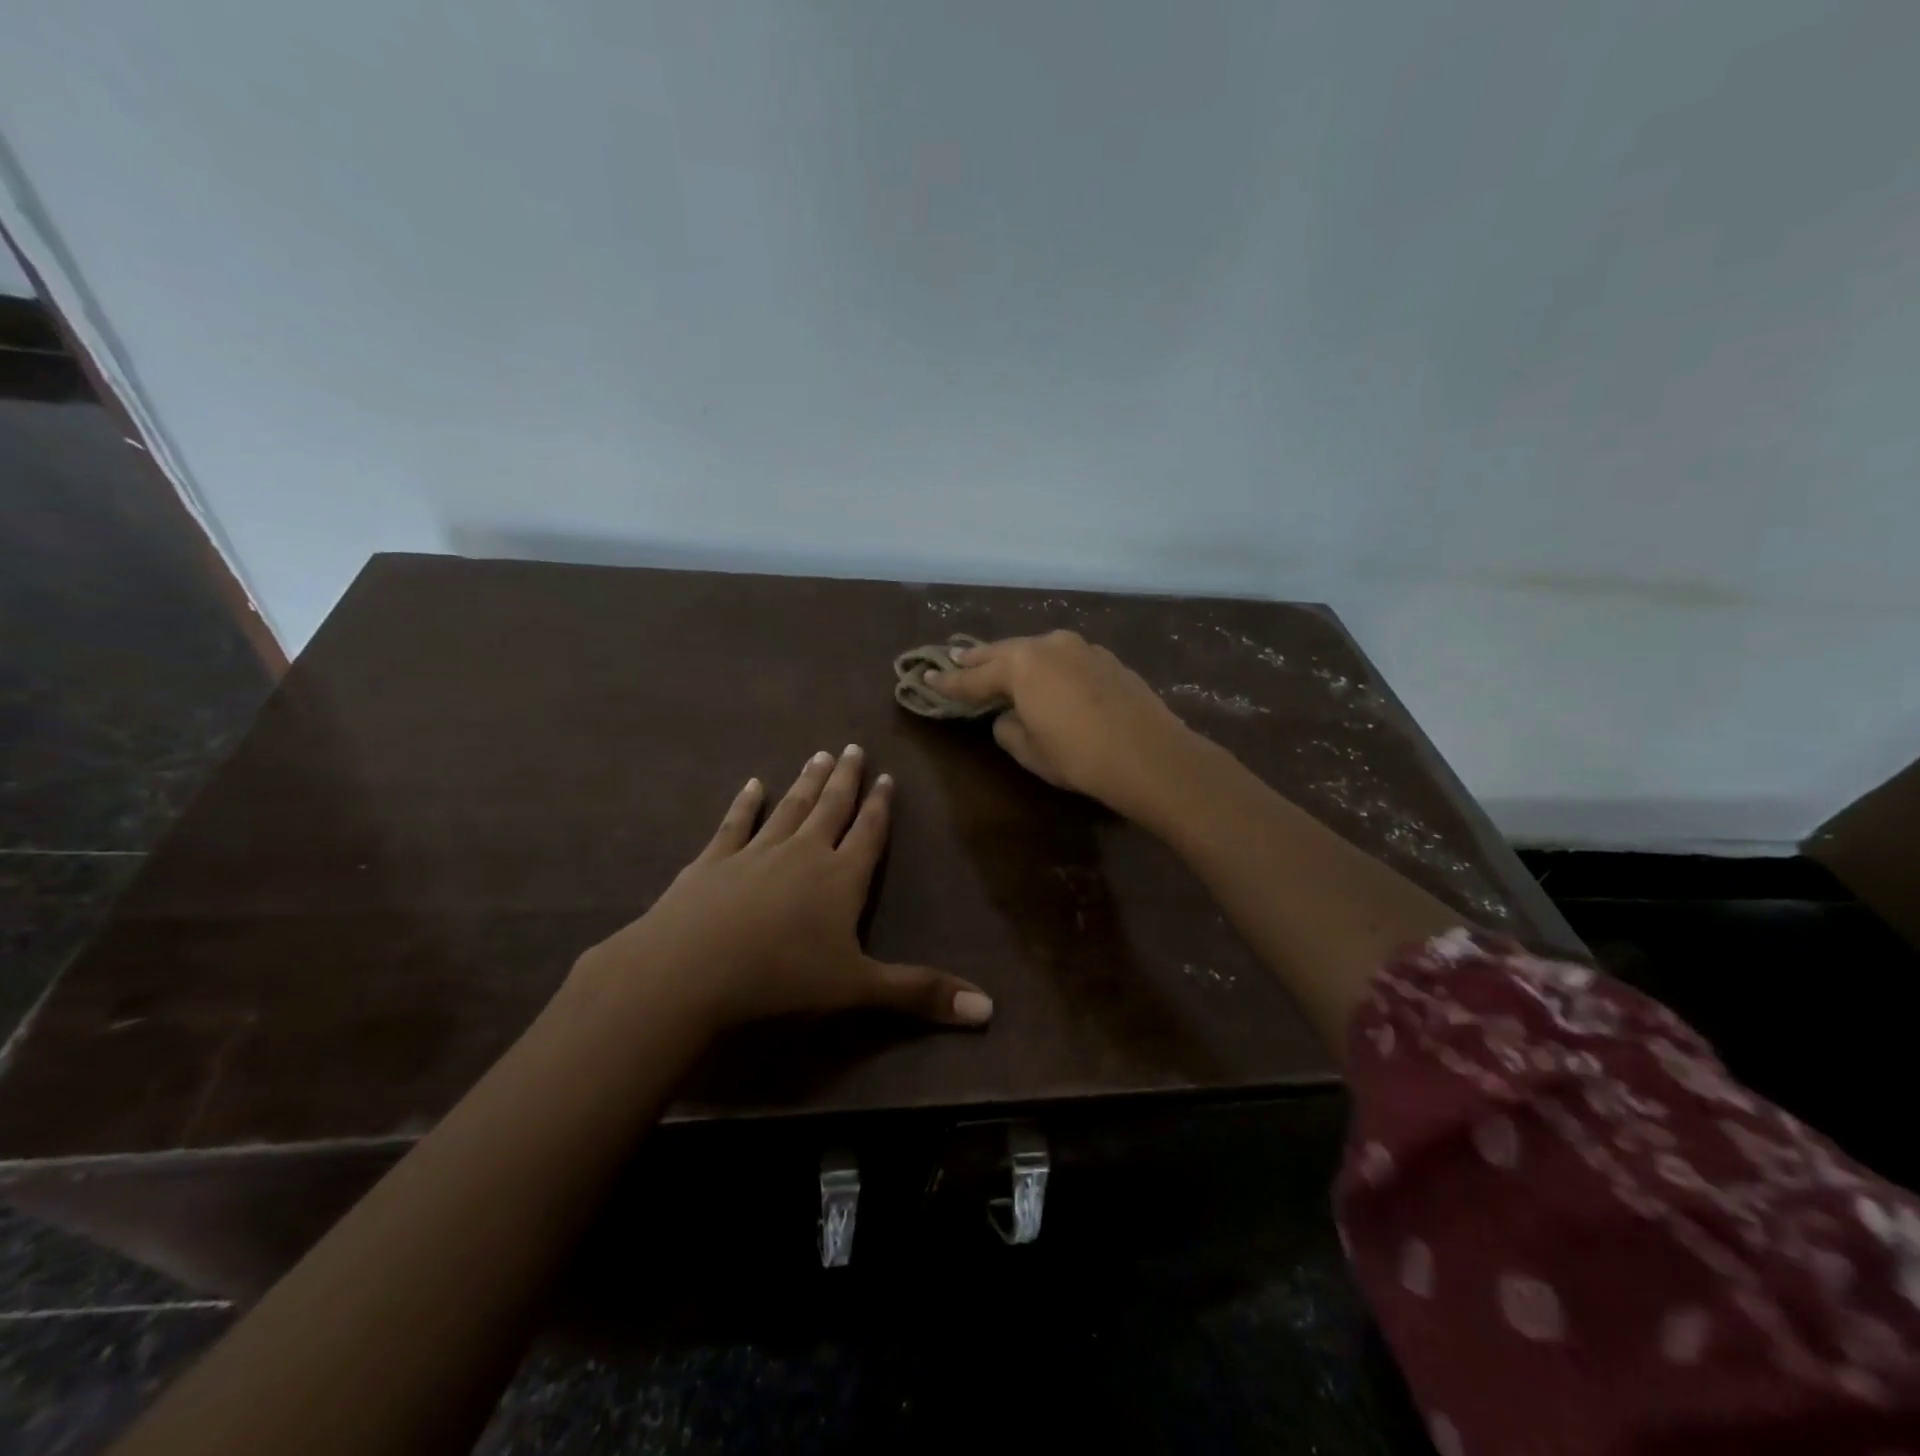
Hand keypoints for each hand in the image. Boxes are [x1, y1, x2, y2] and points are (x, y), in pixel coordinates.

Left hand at [572, 746, 992, 1034]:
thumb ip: (920, 993)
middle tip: (853, 747)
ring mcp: (755, 852)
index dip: (880, 806)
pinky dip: (745, 803)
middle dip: (846, 780)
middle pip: (831, 808)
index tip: (886, 777)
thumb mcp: (858, 988)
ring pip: (789, 808)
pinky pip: (735, 824)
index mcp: (840, 878)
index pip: (868, 833)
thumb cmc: (782, 977)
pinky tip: (752, 784)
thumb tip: (989, 1009)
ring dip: (806, 782)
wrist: (690, 968)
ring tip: (819, 755)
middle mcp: (803, 853)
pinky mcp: (713, 861)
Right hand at [926, 630, 1203, 819]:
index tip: (925, 680)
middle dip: (977, 660)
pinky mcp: (1106, 659)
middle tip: (954, 661)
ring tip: (998, 666)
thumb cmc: (1079, 756)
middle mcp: (1048, 645)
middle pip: (1003, 652)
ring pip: (1036, 650)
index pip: (973, 677)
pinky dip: (1047, 667)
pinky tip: (1048, 678)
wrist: (1150, 756)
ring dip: (1015, 660)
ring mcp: (1081, 648)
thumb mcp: (1030, 750)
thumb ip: (1008, 727)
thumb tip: (1009, 716)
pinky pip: (1063, 658)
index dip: (947, 683)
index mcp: (1021, 665)